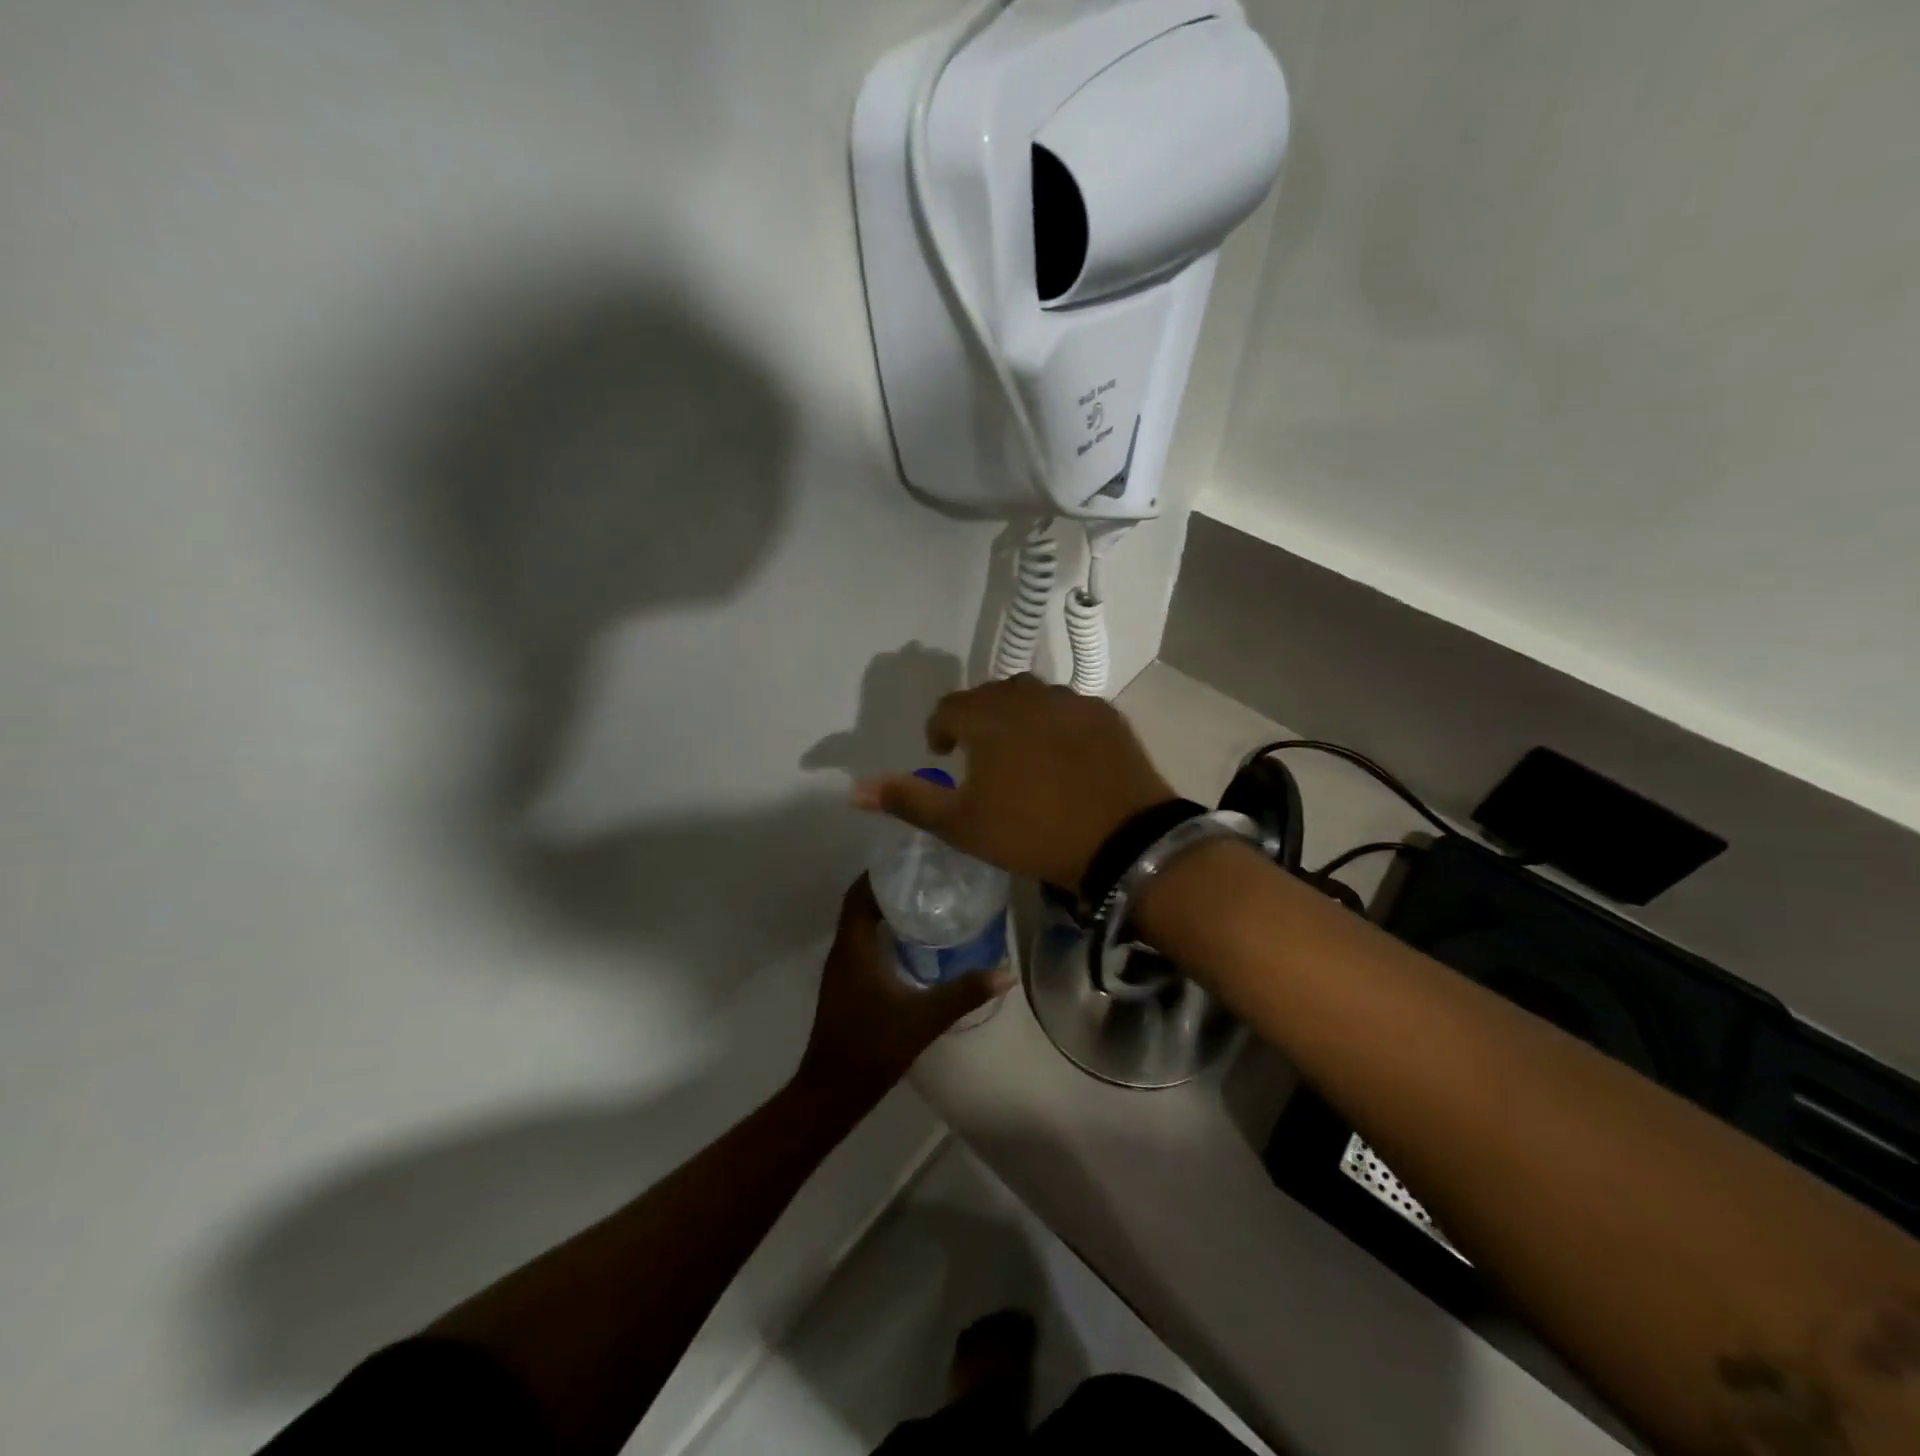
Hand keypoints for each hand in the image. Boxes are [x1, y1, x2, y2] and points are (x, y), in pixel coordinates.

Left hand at [794, 878, 1010, 1105]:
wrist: (832, 1091)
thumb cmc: (873, 1046)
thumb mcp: (924, 1017)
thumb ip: (964, 992)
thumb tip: (1004, 973)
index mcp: (854, 947)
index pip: (860, 894)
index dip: (881, 873)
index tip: (912, 861)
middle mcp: (842, 951)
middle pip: (860, 905)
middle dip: (889, 888)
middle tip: (927, 878)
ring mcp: (841, 971)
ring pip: (859, 926)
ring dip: (885, 911)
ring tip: (924, 902)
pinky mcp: (845, 987)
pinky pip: (862, 945)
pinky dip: (882, 934)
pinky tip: (911, 944)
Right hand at [852, 675, 1175, 889]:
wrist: (1122, 840)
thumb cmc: (1031, 832)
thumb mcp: (961, 824)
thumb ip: (908, 799)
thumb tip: (853, 789)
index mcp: (987, 718)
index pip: (950, 708)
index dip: (940, 730)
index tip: (943, 755)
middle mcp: (1027, 696)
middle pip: (990, 695)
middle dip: (977, 719)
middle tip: (979, 754)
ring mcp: (1072, 701)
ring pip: (1031, 696)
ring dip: (1016, 716)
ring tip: (1020, 751)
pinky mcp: (1106, 715)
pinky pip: (1068, 707)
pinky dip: (1055, 722)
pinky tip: (1064, 754)